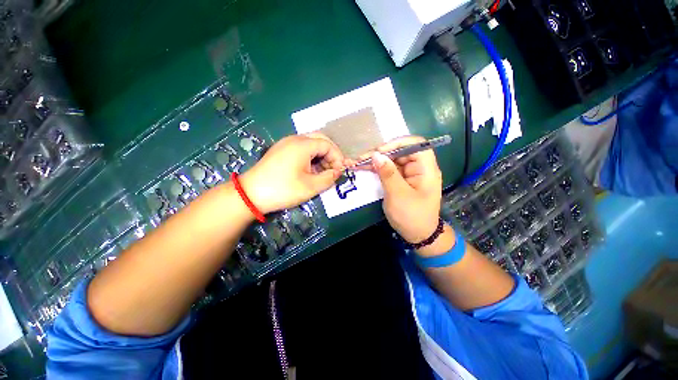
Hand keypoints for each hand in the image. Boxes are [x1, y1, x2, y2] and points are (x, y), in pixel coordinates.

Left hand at [240, 133, 344, 213]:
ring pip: (310, 144)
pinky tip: (311, 171)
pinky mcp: (280, 151)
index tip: (340, 171)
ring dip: (321, 156)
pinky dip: (310, 158)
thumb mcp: (310, 187)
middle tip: (333, 169)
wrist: (250, 194)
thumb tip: (337, 172)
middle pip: (320, 140)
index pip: (327, 145)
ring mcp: (285, 144)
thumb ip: (328, 178)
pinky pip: (301, 149)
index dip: (337, 157)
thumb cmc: (283, 189)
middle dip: (330, 154)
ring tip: (323, 172)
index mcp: (302, 145)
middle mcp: (294, 139)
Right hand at [353, 136, 443, 244]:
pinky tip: (365, 168)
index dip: (397, 143)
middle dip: (382, 153)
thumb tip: (376, 154)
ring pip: (392, 160)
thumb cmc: (411, 216)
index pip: (415, 144)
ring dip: (377, 160)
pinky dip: (377, 169)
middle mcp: (419, 168)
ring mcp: (409, 174)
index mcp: (426, 169)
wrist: (417, 235)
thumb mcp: (398, 194)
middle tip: (363, 158)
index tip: (379, 152)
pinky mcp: (401, 180)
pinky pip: (389, 170)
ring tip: (359, 162)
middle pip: (401, 151)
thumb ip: (387, 173)